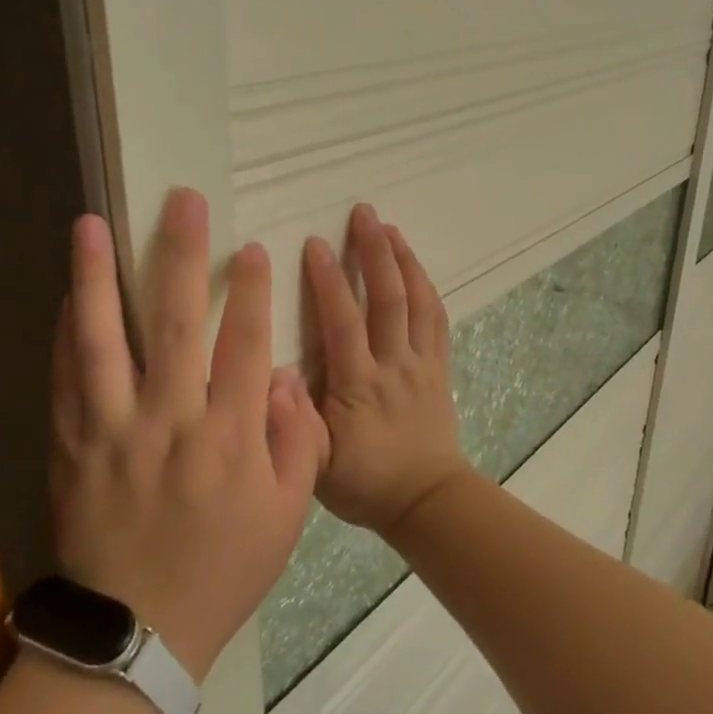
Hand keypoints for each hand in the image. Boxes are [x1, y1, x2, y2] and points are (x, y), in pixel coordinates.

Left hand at [51, 189, 328, 680]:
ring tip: (89, 224)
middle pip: (175, 323)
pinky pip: (65, 380)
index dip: (250, 291)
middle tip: (182, 202)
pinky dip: (66, 333)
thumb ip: (295, 440)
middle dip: (182, 255)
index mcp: (229, 438)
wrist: (137, 634)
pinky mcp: (72, 447)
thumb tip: (282, 376)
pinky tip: (67, 295)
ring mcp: (112, 431)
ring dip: (97, 277)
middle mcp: (169, 421)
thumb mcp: (287, 515)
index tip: (251, 249)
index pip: (243, 345)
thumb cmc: (224, 571)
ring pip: (103, 340)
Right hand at [303, 205, 469, 538]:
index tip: (313, 243)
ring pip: (417, 303)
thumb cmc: (364, 483)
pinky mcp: (439, 368)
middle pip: (386, 300)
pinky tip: (415, 266)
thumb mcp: (315, 465)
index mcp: (356, 386)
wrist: (425, 500)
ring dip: (403, 260)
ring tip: (389, 226)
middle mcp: (391, 366)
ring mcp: (421, 364)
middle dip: (372, 252)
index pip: (342, 322)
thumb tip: (273, 372)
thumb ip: (294, 421)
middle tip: (362, 213)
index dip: (328, 280)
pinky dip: (426, 287)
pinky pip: (437, 320)